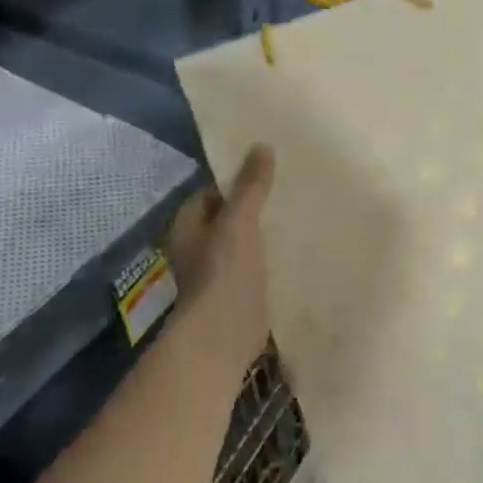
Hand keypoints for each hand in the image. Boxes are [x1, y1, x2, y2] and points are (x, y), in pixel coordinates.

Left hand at [167, 145, 275, 378]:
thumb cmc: (225, 273)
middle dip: (250, 209)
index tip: (264, 175)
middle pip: (224, 220)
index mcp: (187, 228)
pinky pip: (252, 268)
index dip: (233, 183)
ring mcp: (215, 275)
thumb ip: (251, 187)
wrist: (224, 335)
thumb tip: (261, 147)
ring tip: (295, 220)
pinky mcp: (235, 295)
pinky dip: (268, 260)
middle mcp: (195, 249)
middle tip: (285, 195)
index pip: (208, 195)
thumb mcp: (239, 222)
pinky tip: (293, 254)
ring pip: (240, 244)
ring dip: (261, 235)